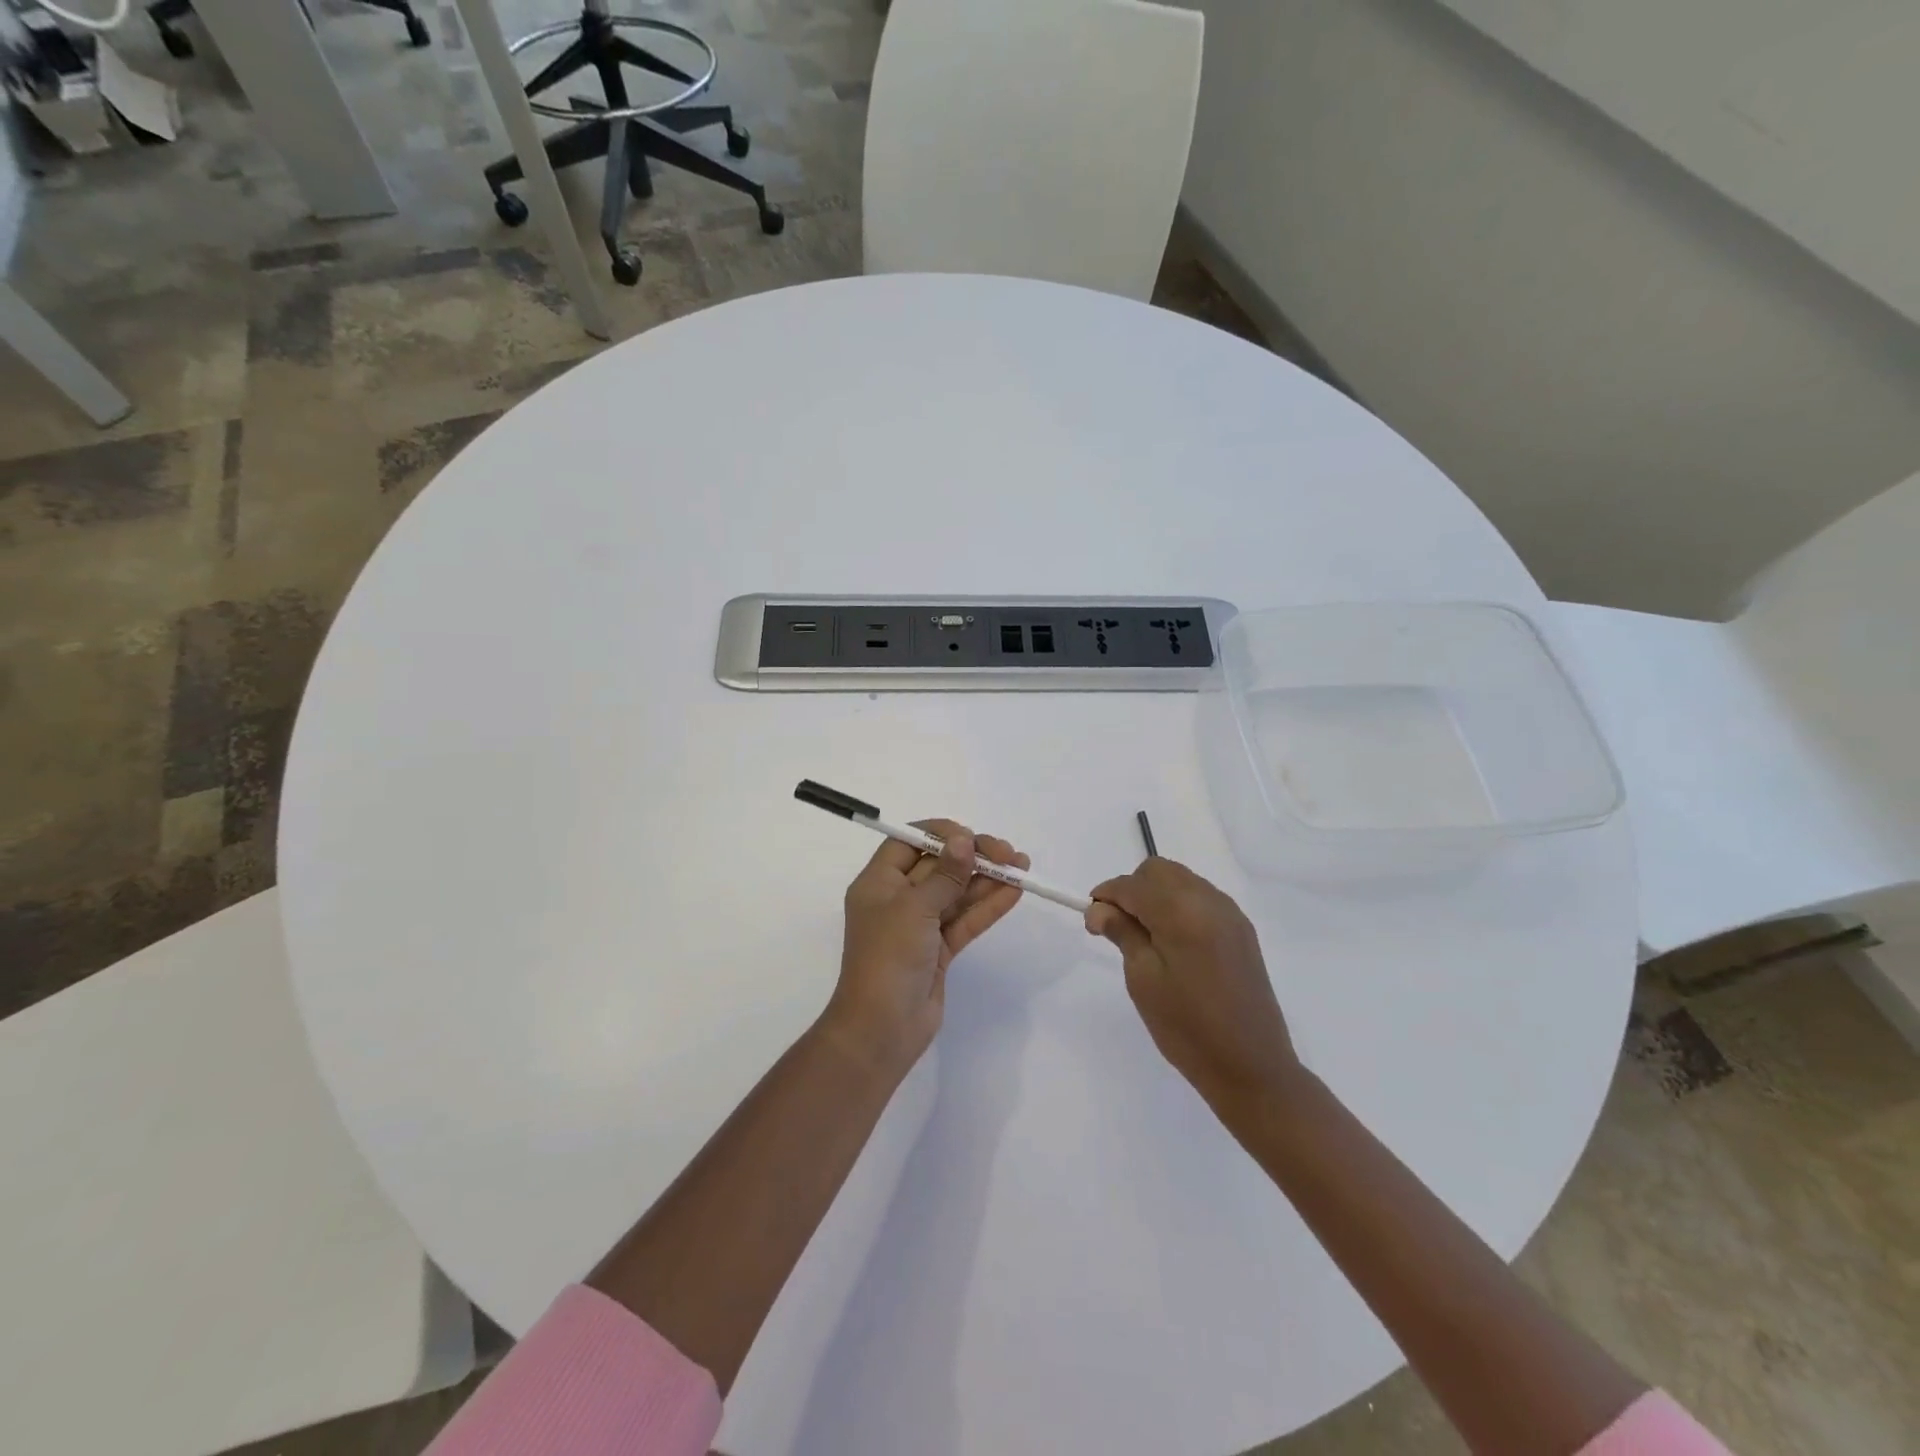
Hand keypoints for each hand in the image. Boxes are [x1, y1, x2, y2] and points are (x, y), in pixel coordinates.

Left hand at [825, 820, 1028, 1072]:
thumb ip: (944, 874)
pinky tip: (1014, 892)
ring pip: (956, 893)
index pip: (908, 843)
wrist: (882, 1029)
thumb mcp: (914, 908)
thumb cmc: (888, 958)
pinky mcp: (939, 950)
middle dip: (972, 857)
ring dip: (987, 879)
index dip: (940, 834)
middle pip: (937, 866)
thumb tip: (965, 840)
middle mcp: (897, 900)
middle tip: (1008, 853)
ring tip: (1023, 867)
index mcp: (878, 883)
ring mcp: (920, 926)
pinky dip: (988, 906)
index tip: (971, 836)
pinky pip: (965, 920)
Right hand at [1085, 858, 1301, 1112]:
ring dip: (1156, 895)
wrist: (1252, 1067)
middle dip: (1132, 890)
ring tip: (1144, 937)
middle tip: (1118, 928)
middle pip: (1158, 871)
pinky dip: (1179, 905)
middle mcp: (1209, 901)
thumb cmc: (1188, 1027)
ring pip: (1181, 880)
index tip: (1092, 923)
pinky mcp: (1241, 930)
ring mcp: (1230, 914)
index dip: (1106, 896)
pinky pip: (1201, 898)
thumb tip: (1099, 908)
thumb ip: (1122, 933)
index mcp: (1182, 912)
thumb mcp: (1143, 980)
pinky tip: (1173, 941)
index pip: (1132, 884)